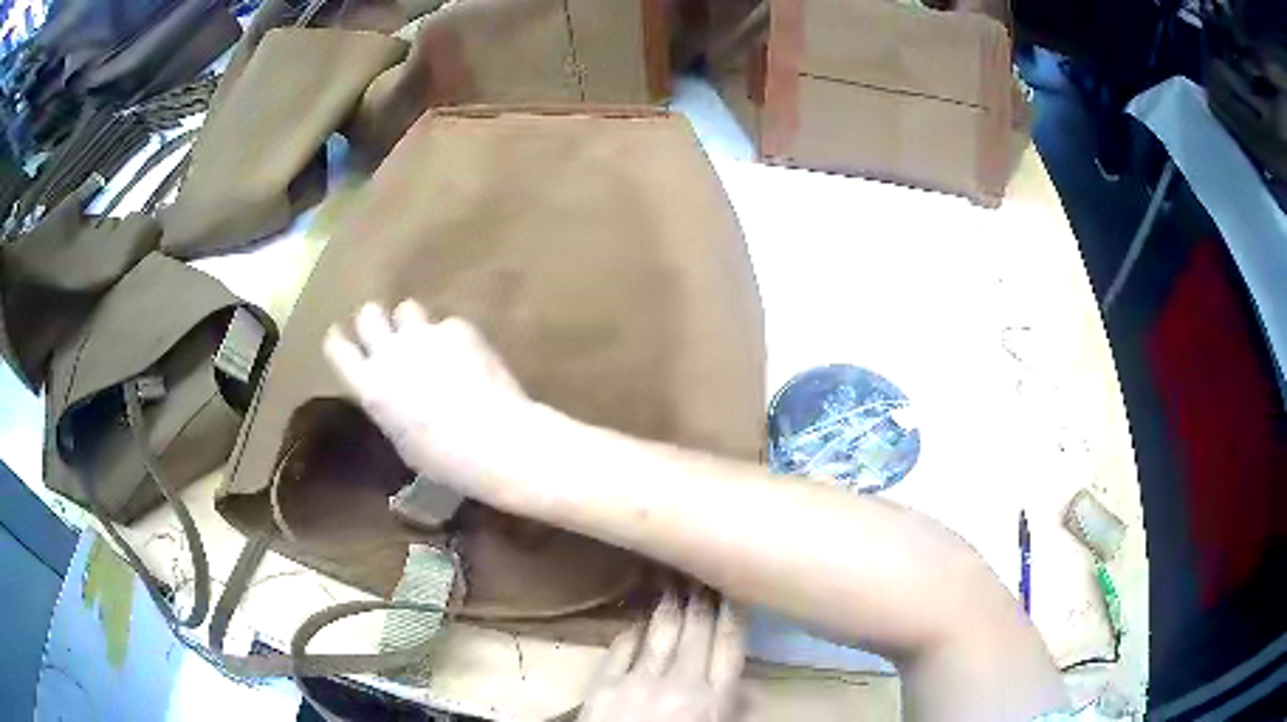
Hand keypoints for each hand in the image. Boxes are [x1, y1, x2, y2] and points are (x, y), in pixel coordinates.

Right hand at [323, 300, 534, 498]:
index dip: (339, 340)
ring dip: (412, 322)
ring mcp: (423, 335)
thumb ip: (389, 406)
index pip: (337, 348)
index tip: (342, 336)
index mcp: (369, 386)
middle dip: (374, 320)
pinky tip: (470, 357)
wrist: (494, 441)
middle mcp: (389, 352)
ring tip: (429, 341)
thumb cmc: (444, 459)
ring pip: (407, 308)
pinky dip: (453, 337)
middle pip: (368, 314)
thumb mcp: (401, 440)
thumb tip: (394, 396)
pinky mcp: (457, 328)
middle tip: (387, 333)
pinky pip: (447, 324)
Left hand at [579, 587, 745, 721]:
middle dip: (702, 599)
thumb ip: (736, 709)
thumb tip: (750, 685)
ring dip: (668, 606)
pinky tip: (637, 617)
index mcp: (714, 699)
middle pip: (695, 630)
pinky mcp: (603, 686)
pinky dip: (632, 630)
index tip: (734, 588)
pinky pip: (621, 648)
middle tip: (703, 571)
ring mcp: (637, 681)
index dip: (733, 612)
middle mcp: (680, 682)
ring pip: (659, 633)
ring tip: (673, 582)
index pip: (729, 644)